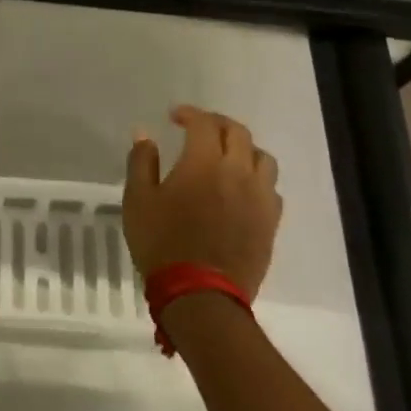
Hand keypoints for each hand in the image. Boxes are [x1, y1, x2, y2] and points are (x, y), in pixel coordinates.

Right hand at [123, 105, 281, 299]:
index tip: (175, 117)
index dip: (189, 113)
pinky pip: (272, 189)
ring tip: (227, 157)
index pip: (204, 123)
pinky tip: (241, 190)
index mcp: (204, 162)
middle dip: (218, 124)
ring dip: (244, 149)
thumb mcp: (138, 199)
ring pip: (263, 159)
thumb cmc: (162, 243)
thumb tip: (144, 134)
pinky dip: (257, 179)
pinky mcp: (270, 224)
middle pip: (238, 133)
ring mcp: (259, 199)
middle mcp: (237, 172)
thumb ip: (142, 161)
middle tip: (200, 129)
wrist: (201, 296)